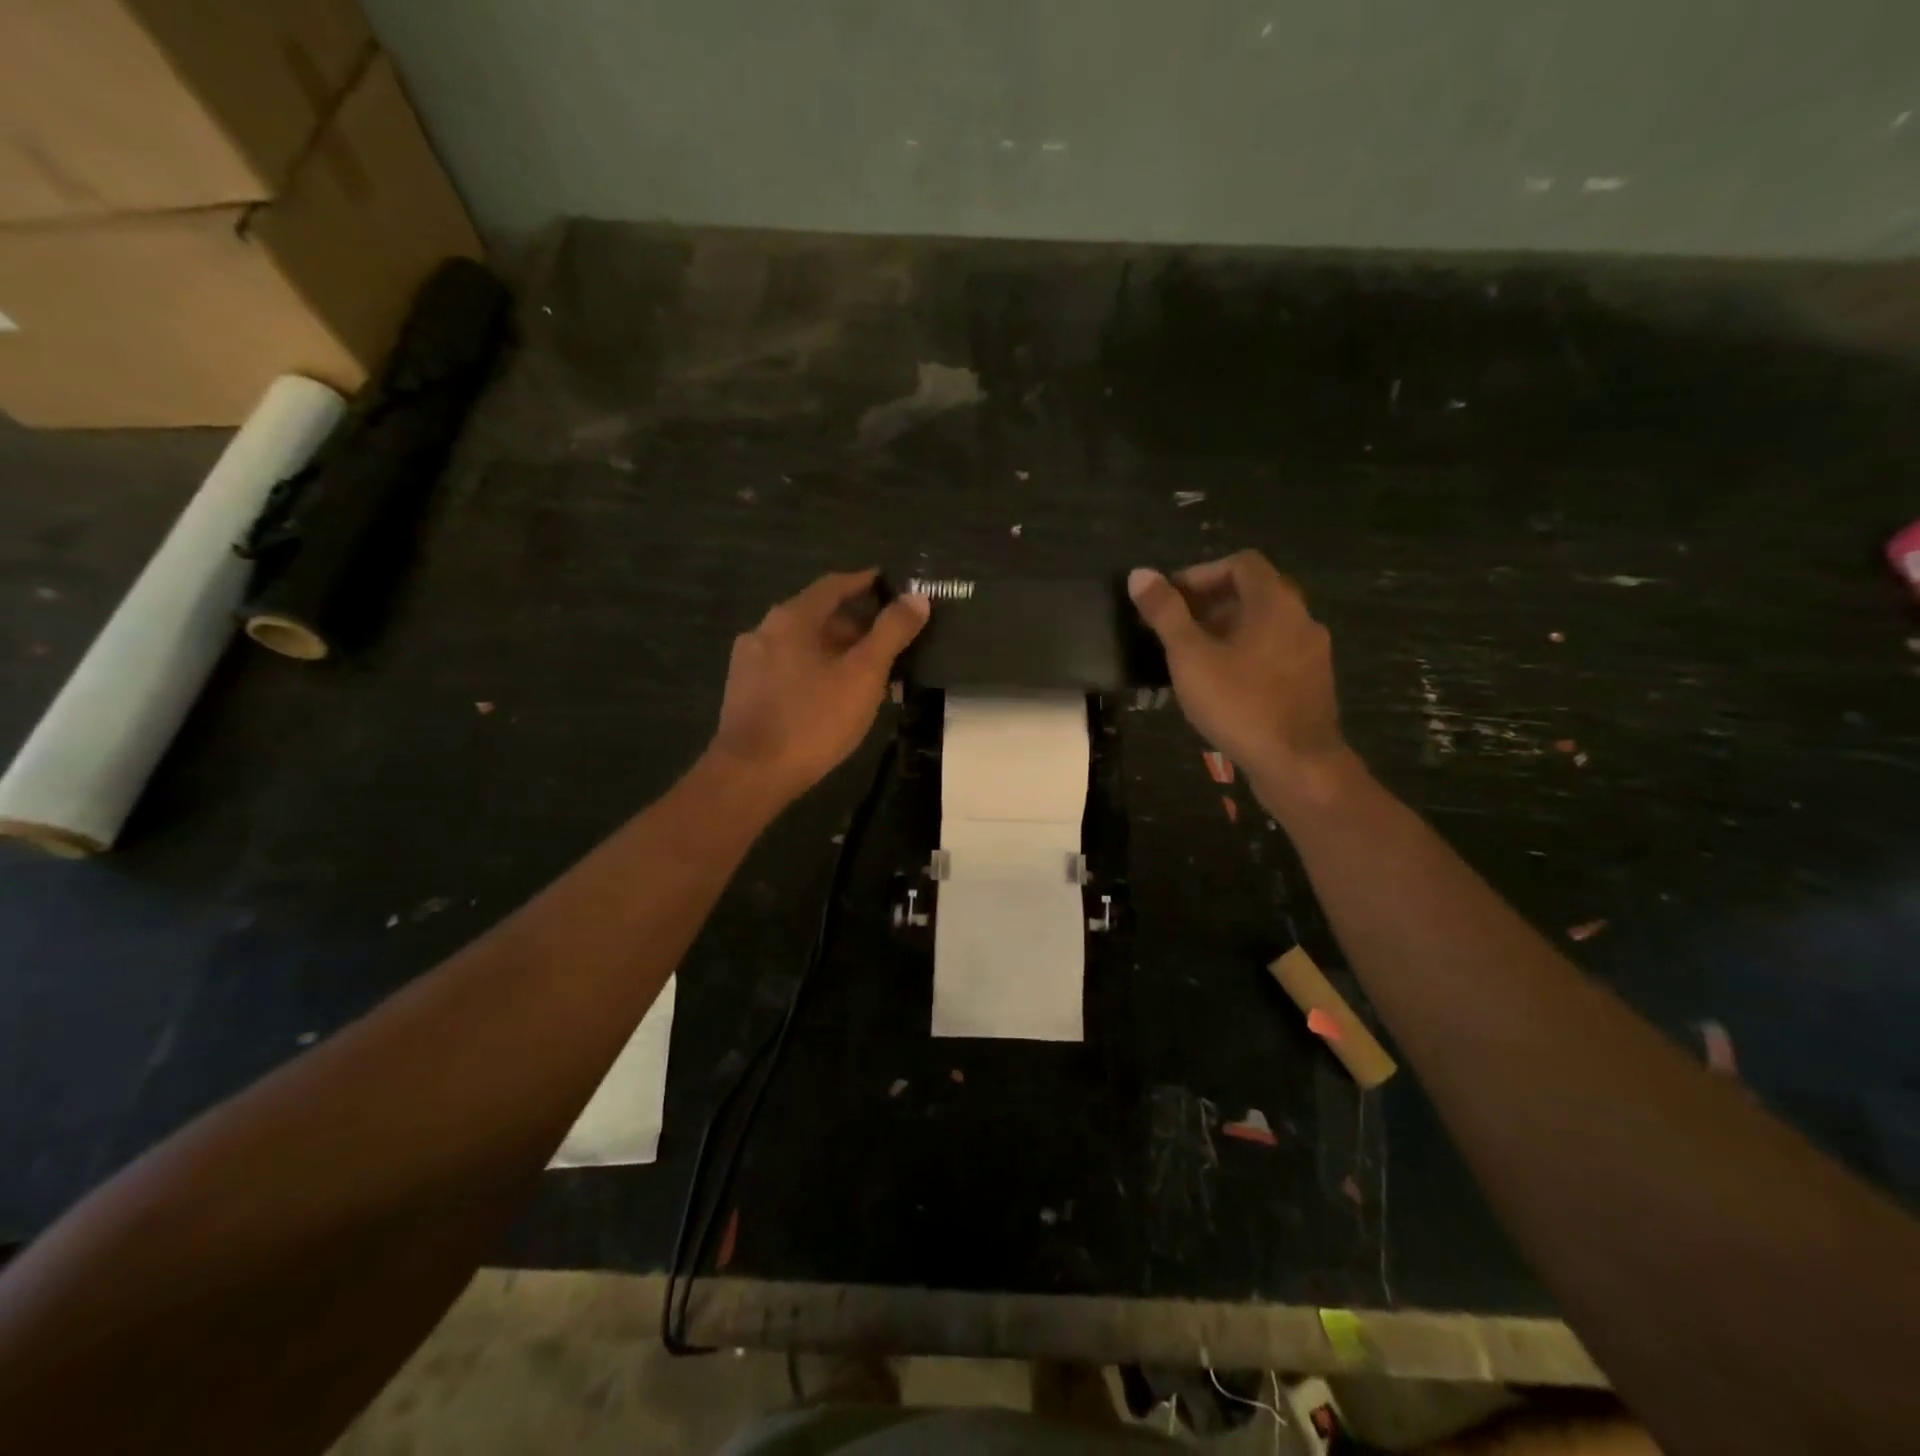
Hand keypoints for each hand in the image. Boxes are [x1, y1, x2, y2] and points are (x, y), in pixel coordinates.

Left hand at [710, 569, 928, 802]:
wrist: (752, 774)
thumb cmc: (813, 719)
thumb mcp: (863, 675)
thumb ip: (891, 633)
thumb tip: (917, 598)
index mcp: (792, 617)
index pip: (834, 585)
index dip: (864, 582)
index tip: (889, 584)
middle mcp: (764, 630)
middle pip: (817, 615)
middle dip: (854, 625)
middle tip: (887, 642)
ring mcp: (749, 662)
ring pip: (802, 645)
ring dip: (835, 651)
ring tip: (865, 674)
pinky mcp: (744, 691)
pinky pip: (787, 668)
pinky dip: (814, 670)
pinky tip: (830, 696)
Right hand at [1128, 552, 1352, 809]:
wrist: (1297, 764)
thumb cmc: (1240, 703)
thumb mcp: (1191, 657)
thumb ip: (1165, 613)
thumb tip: (1140, 574)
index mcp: (1275, 602)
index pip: (1240, 564)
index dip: (1201, 574)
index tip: (1171, 600)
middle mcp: (1301, 618)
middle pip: (1254, 593)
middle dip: (1210, 604)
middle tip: (1175, 629)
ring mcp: (1311, 652)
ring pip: (1264, 626)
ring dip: (1227, 631)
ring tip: (1192, 658)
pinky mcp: (1312, 683)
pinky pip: (1274, 654)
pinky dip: (1246, 655)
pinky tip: (1222, 685)